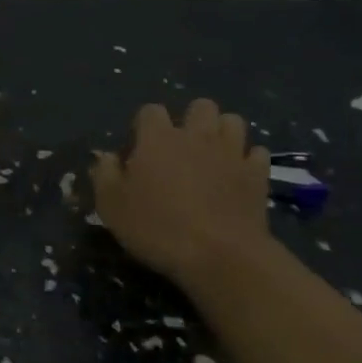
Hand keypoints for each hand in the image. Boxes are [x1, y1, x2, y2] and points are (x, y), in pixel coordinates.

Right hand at [90, 98, 272, 299]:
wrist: (220, 255)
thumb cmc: (158, 228)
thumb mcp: (111, 206)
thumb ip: (104, 174)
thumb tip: (106, 157)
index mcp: (157, 138)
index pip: (150, 111)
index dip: (144, 126)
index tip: (140, 151)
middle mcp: (196, 135)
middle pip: (200, 106)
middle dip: (191, 119)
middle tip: (181, 148)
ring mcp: (231, 152)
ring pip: (232, 121)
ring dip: (222, 133)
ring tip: (213, 155)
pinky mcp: (257, 174)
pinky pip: (256, 153)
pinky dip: (247, 160)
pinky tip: (238, 175)